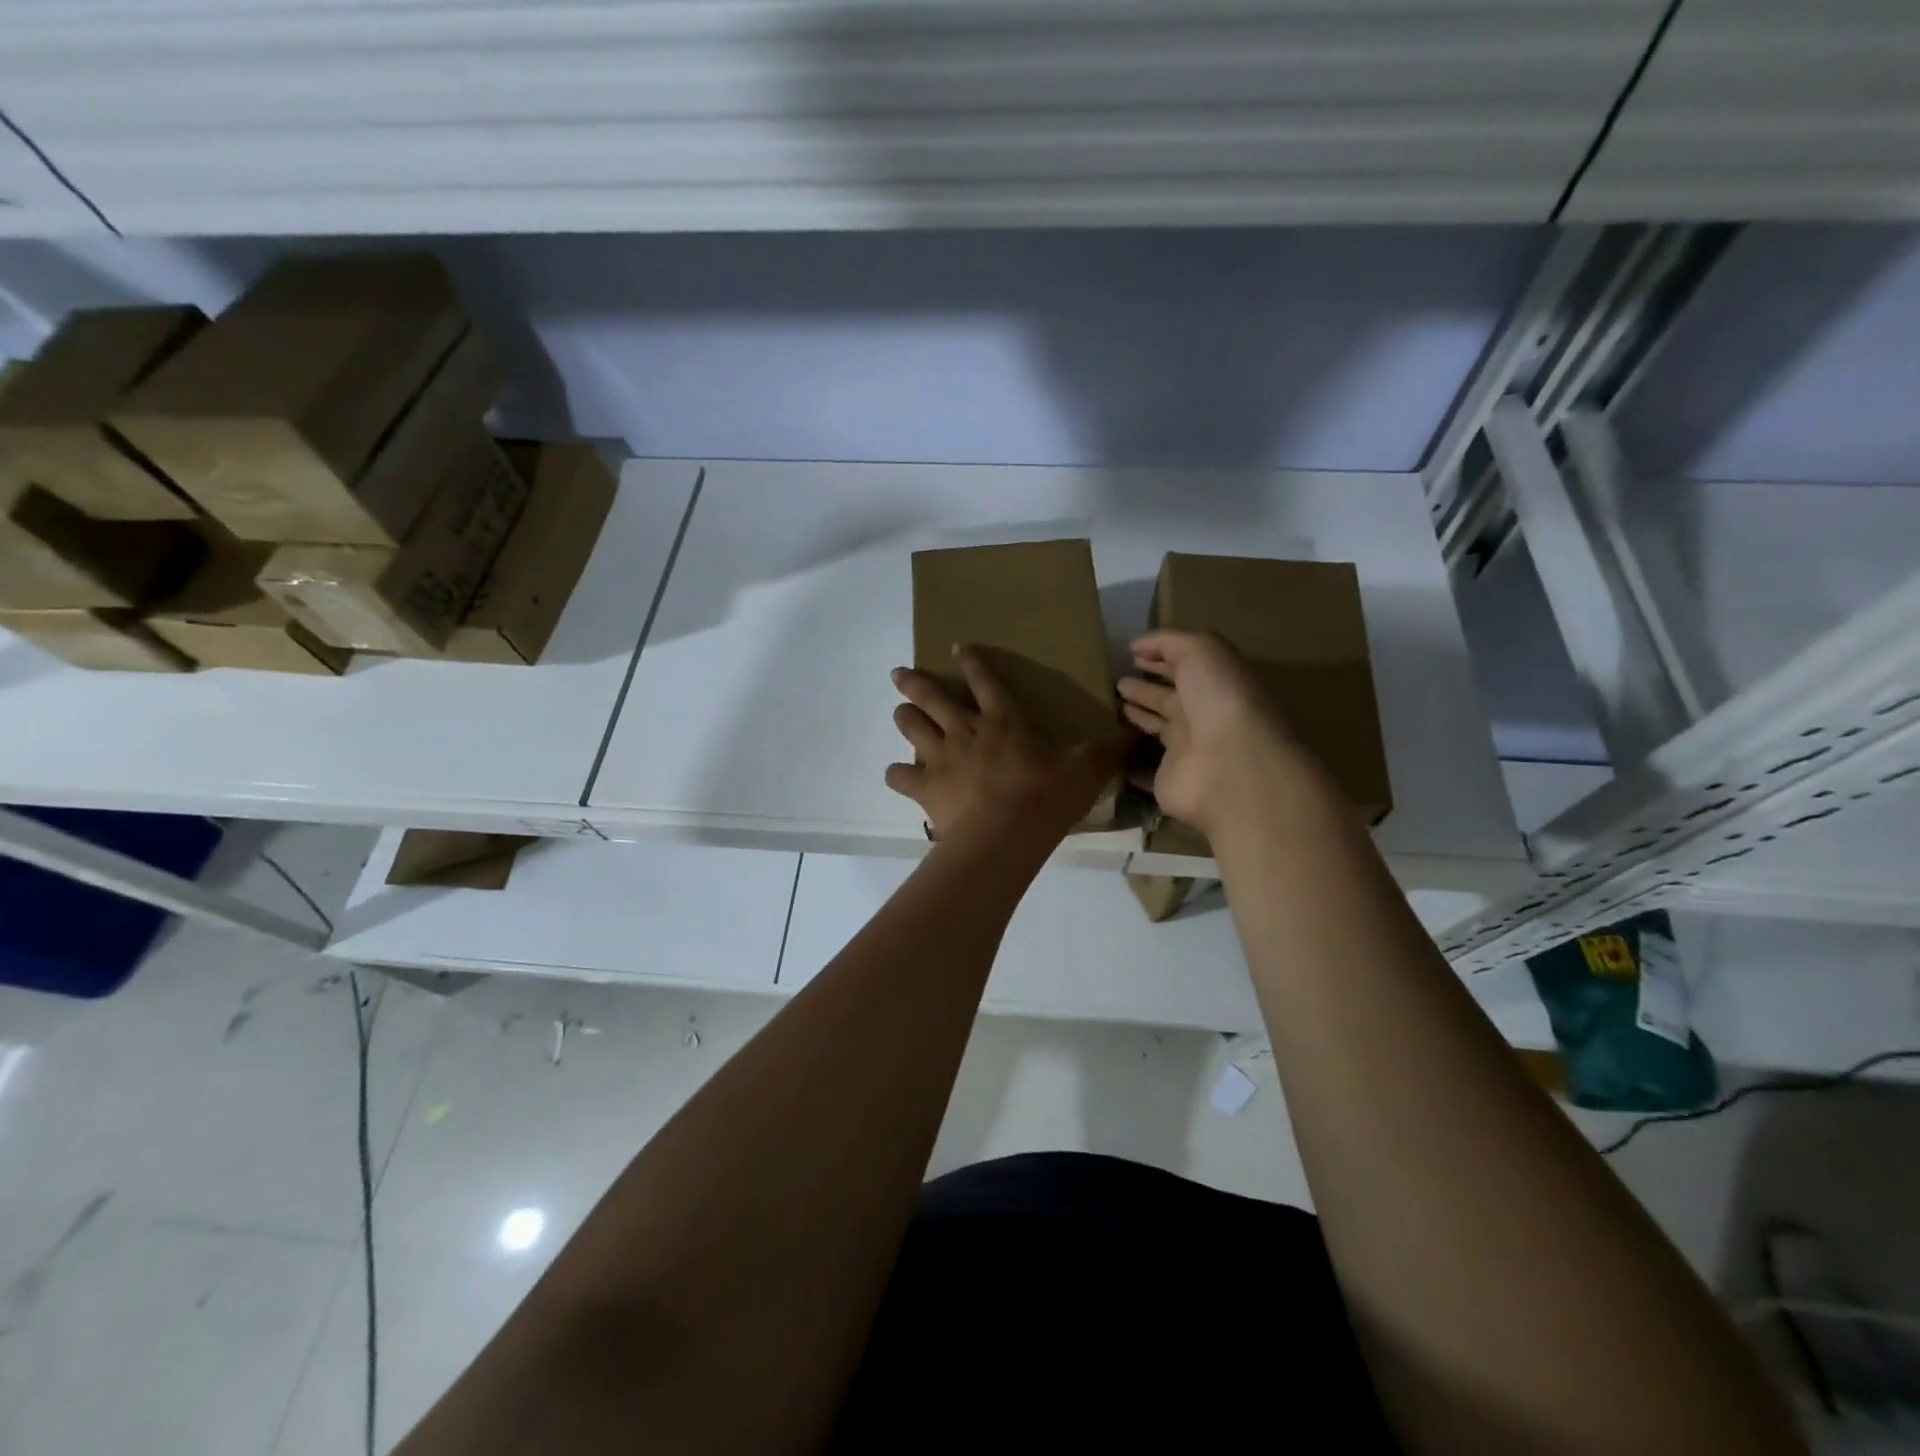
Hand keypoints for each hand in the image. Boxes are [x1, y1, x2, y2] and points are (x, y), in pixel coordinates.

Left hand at [885, 647, 1124, 848]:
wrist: (1004, 836)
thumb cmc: (1046, 798)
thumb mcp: (1086, 771)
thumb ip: (1108, 751)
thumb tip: (1137, 733)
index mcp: (1004, 721)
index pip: (986, 681)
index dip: (973, 662)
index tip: (957, 647)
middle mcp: (966, 731)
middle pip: (933, 697)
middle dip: (915, 683)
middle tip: (899, 674)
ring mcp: (941, 757)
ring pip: (912, 727)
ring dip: (904, 717)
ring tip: (899, 712)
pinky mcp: (925, 787)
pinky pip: (901, 775)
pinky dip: (897, 774)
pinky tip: (898, 775)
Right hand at [1117, 630, 1313, 838]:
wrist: (1228, 764)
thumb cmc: (1218, 698)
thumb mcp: (1200, 651)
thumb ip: (1169, 642)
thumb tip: (1136, 645)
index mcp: (1213, 683)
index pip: (1184, 666)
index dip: (1159, 657)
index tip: (1130, 654)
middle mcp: (1202, 715)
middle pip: (1169, 698)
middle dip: (1145, 688)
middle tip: (1117, 682)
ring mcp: (1186, 750)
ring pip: (1158, 729)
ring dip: (1139, 717)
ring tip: (1112, 706)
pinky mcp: (1167, 779)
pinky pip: (1144, 770)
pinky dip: (1130, 763)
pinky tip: (1111, 752)